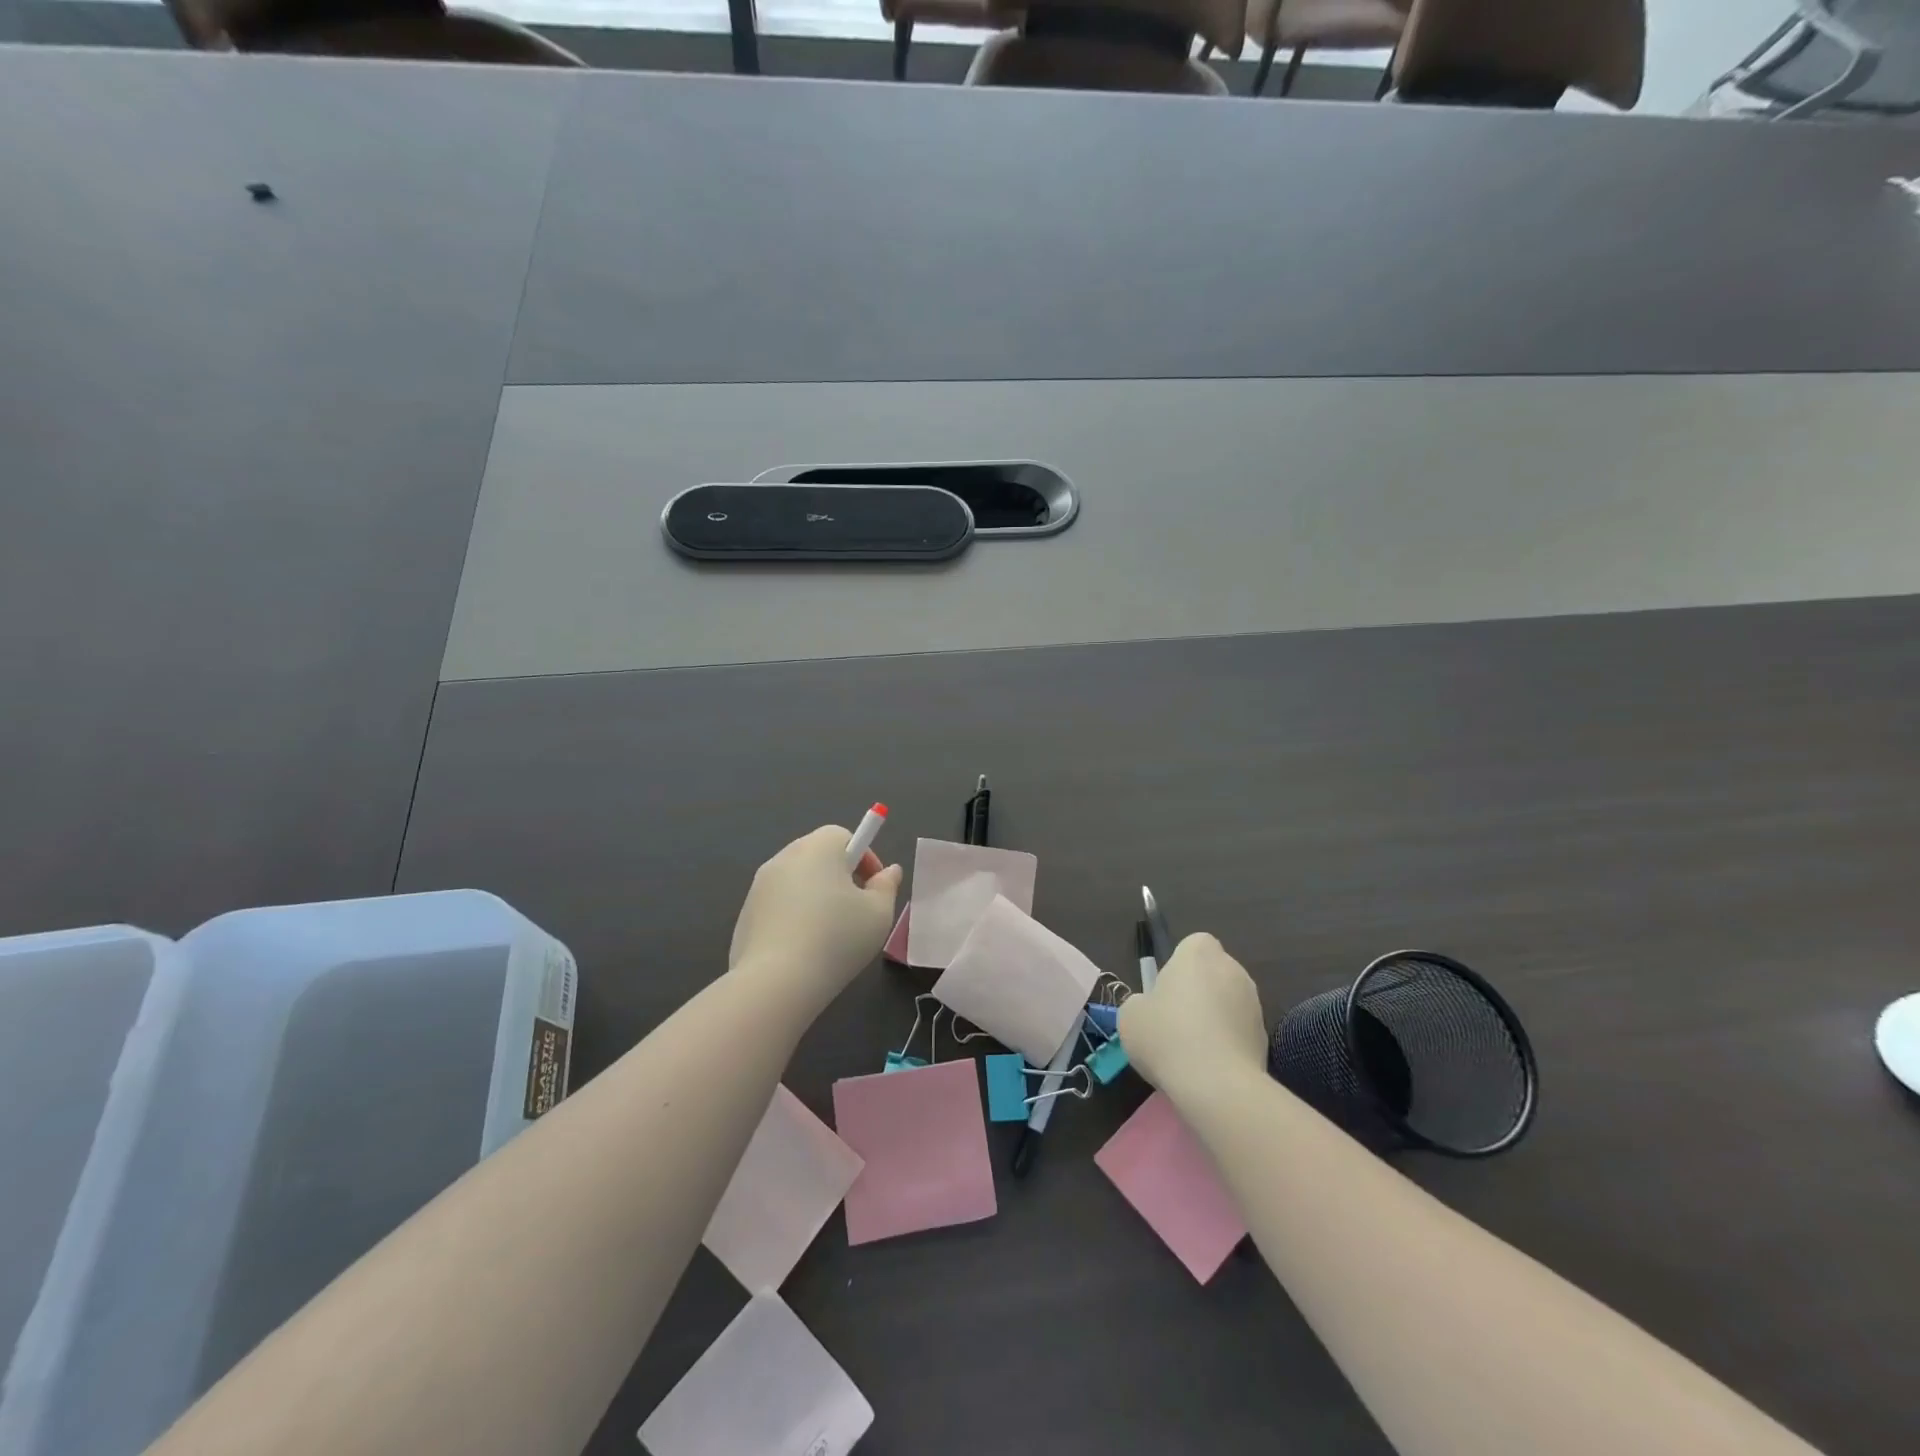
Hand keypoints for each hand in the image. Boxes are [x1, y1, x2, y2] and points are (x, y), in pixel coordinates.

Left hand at [728, 826, 902, 1011]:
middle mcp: (785, 858)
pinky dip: (793, 917)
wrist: (775, 982)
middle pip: (818, 856)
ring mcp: (759, 886)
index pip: (843, 837)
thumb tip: (889, 871)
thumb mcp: (878, 914)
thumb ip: (886, 887)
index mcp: (818, 848)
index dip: (864, 859)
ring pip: (797, 881)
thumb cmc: (836, 938)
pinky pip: (778, 906)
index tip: (873, 888)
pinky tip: (803, 949)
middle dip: (840, 876)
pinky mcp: (745, 914)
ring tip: (830, 933)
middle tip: (856, 909)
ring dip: (816, 896)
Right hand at [1118, 933, 1267, 1097]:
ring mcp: (1255, 1004)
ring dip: (1215, 1019)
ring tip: (1193, 1051)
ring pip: (1228, 1003)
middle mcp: (1232, 969)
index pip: (1194, 945)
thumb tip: (1152, 1009)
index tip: (1166, 992)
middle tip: (1175, 1022)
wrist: (1217, 1086)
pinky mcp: (1266, 1038)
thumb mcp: (1131, 1015)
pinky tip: (1210, 1068)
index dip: (1179, 966)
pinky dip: (1228, 1044)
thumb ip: (1141, 1002)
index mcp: (1199, 953)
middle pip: (1213, 973)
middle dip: (1199, 992)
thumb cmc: (1167, 1036)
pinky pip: (1239, 1032)